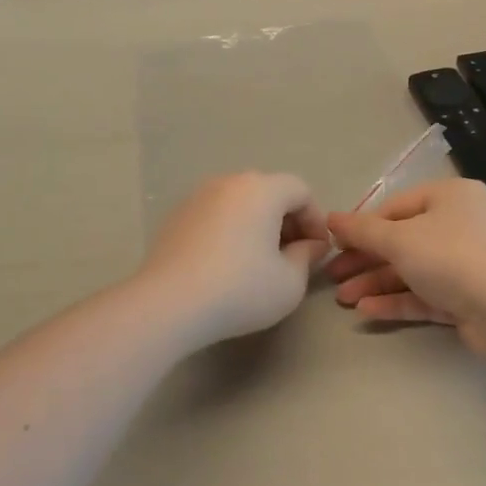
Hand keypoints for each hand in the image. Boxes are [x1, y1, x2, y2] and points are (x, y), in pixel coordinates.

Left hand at [138, 173, 330, 347]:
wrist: (169, 303)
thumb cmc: (240, 289)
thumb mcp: (290, 282)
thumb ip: (307, 257)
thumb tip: (309, 245)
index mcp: (261, 189)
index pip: (300, 191)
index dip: (316, 219)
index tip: (317, 251)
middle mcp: (228, 182)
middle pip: (269, 192)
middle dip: (287, 221)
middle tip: (293, 256)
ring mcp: (198, 197)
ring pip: (240, 203)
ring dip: (257, 225)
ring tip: (260, 261)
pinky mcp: (176, 217)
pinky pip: (215, 215)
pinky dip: (230, 230)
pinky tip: (227, 264)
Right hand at [325, 180, 485, 352]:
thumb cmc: (452, 257)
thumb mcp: (399, 239)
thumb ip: (362, 230)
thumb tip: (331, 218)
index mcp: (450, 196)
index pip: (396, 206)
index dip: (363, 225)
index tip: (334, 245)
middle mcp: (462, 224)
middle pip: (403, 240)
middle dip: (366, 260)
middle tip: (333, 277)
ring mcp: (469, 263)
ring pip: (414, 270)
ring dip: (377, 283)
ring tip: (343, 300)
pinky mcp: (471, 298)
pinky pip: (428, 294)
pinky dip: (399, 300)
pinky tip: (367, 310)